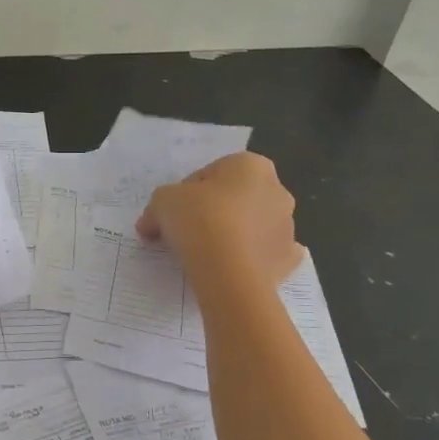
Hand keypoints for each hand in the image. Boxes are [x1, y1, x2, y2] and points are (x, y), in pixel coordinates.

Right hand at [137, 152, 302, 290]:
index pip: (209, 175)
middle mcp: (277, 190)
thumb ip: (158, 206)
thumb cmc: (199, 221)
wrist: (229, 273)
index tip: (171, 216)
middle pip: (234, 199)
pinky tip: (231, 269)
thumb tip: (149, 225)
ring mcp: (288, 226)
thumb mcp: (162, 202)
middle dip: (212, 212)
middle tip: (184, 234)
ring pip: (252, 226)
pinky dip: (251, 259)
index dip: (185, 195)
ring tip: (203, 256)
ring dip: (232, 235)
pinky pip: (266, 254)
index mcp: (250, 166)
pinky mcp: (288, 260)